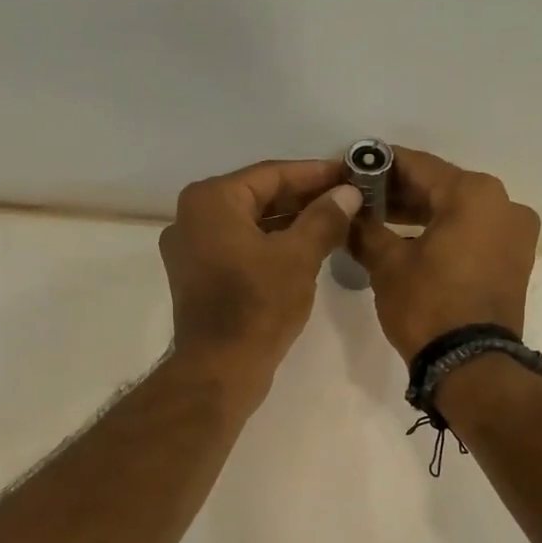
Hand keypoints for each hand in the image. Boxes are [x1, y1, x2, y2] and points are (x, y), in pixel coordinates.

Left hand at [160, 158, 361, 397]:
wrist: (220, 368)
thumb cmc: (258, 306)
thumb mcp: (299, 257)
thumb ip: (325, 217)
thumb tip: (348, 193)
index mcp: (210, 201)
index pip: (271, 174)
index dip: (315, 173)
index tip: (350, 174)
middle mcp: (192, 216)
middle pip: (258, 196)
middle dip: (304, 198)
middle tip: (348, 198)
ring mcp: (191, 248)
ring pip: (250, 223)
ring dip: (291, 222)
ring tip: (335, 221)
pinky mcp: (198, 276)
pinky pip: (240, 247)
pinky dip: (271, 244)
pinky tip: (306, 248)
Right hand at [349, 147, 540, 362]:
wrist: (471, 365)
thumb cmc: (428, 305)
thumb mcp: (387, 264)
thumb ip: (365, 229)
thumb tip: (346, 213)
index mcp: (474, 193)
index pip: (418, 165)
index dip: (379, 165)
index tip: (352, 167)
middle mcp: (504, 204)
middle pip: (441, 187)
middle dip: (399, 193)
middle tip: (360, 198)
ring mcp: (515, 234)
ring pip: (458, 212)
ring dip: (420, 215)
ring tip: (378, 221)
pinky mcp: (514, 261)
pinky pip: (473, 234)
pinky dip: (443, 234)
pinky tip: (409, 242)